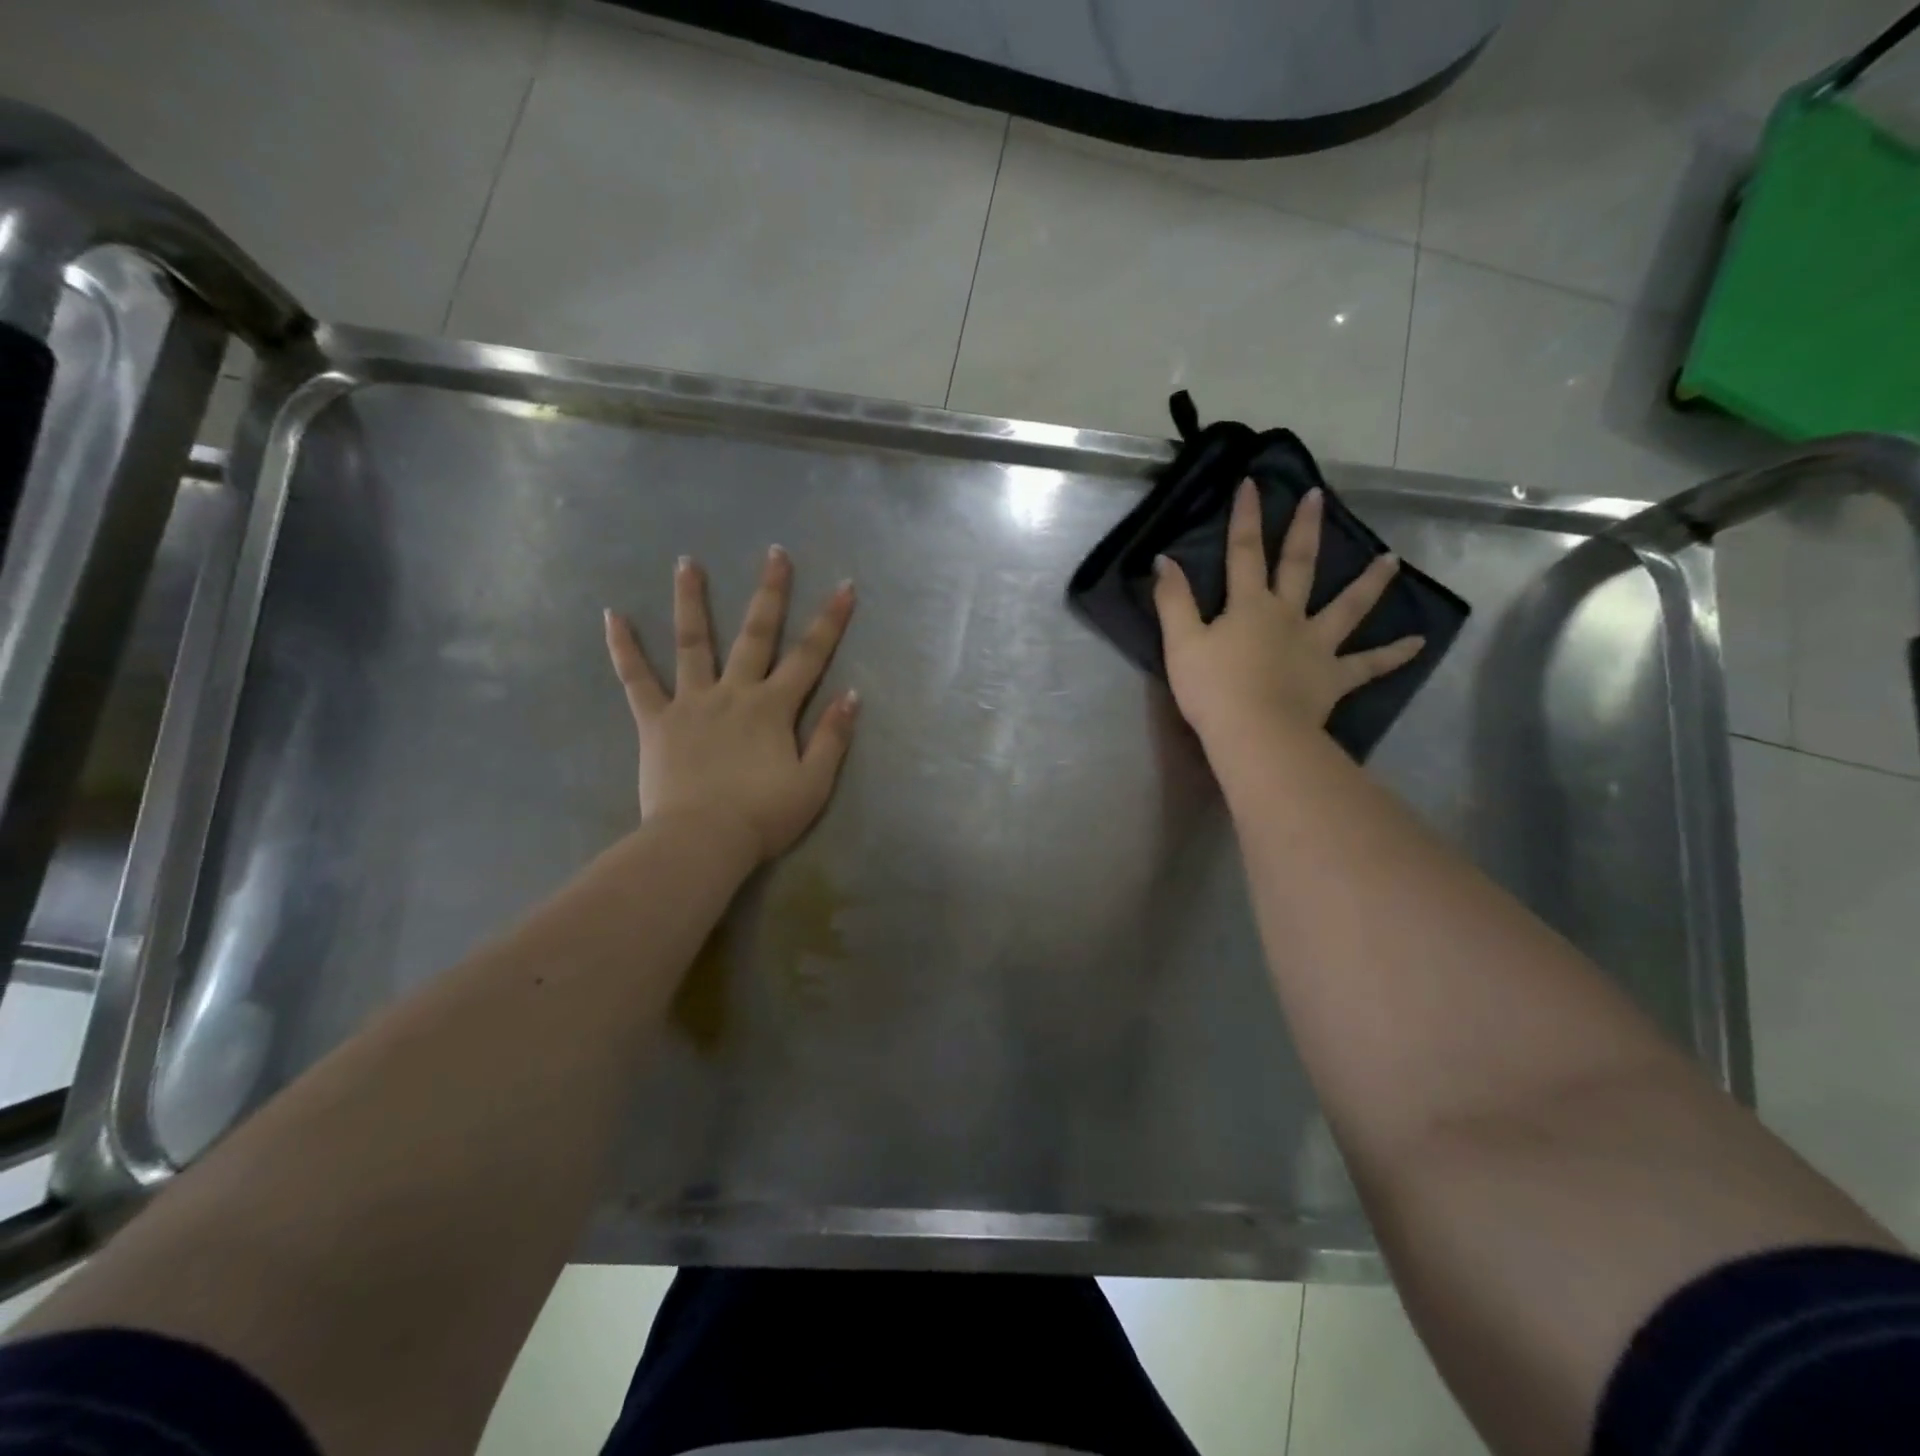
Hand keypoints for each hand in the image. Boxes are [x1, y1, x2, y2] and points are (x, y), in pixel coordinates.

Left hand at [604, 547, 857, 864]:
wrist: (701, 841)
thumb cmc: (762, 817)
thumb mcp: (813, 783)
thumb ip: (832, 737)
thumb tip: (851, 694)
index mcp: (773, 708)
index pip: (810, 656)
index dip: (830, 621)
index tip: (845, 587)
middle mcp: (734, 692)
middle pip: (756, 634)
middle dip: (770, 592)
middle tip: (775, 553)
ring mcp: (691, 702)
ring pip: (692, 642)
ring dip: (691, 600)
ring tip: (687, 561)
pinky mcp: (656, 721)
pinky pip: (636, 679)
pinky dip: (623, 648)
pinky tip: (612, 616)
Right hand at [1154, 478, 1423, 757]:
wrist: (1255, 733)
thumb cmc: (1213, 689)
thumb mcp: (1181, 643)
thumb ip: (1173, 601)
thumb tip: (1165, 561)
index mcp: (1250, 607)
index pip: (1244, 553)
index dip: (1246, 518)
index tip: (1252, 482)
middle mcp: (1288, 616)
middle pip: (1299, 566)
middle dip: (1306, 529)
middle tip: (1320, 497)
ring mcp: (1317, 645)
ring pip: (1348, 608)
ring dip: (1369, 582)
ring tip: (1392, 559)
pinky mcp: (1333, 678)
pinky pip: (1368, 665)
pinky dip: (1393, 654)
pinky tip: (1419, 643)